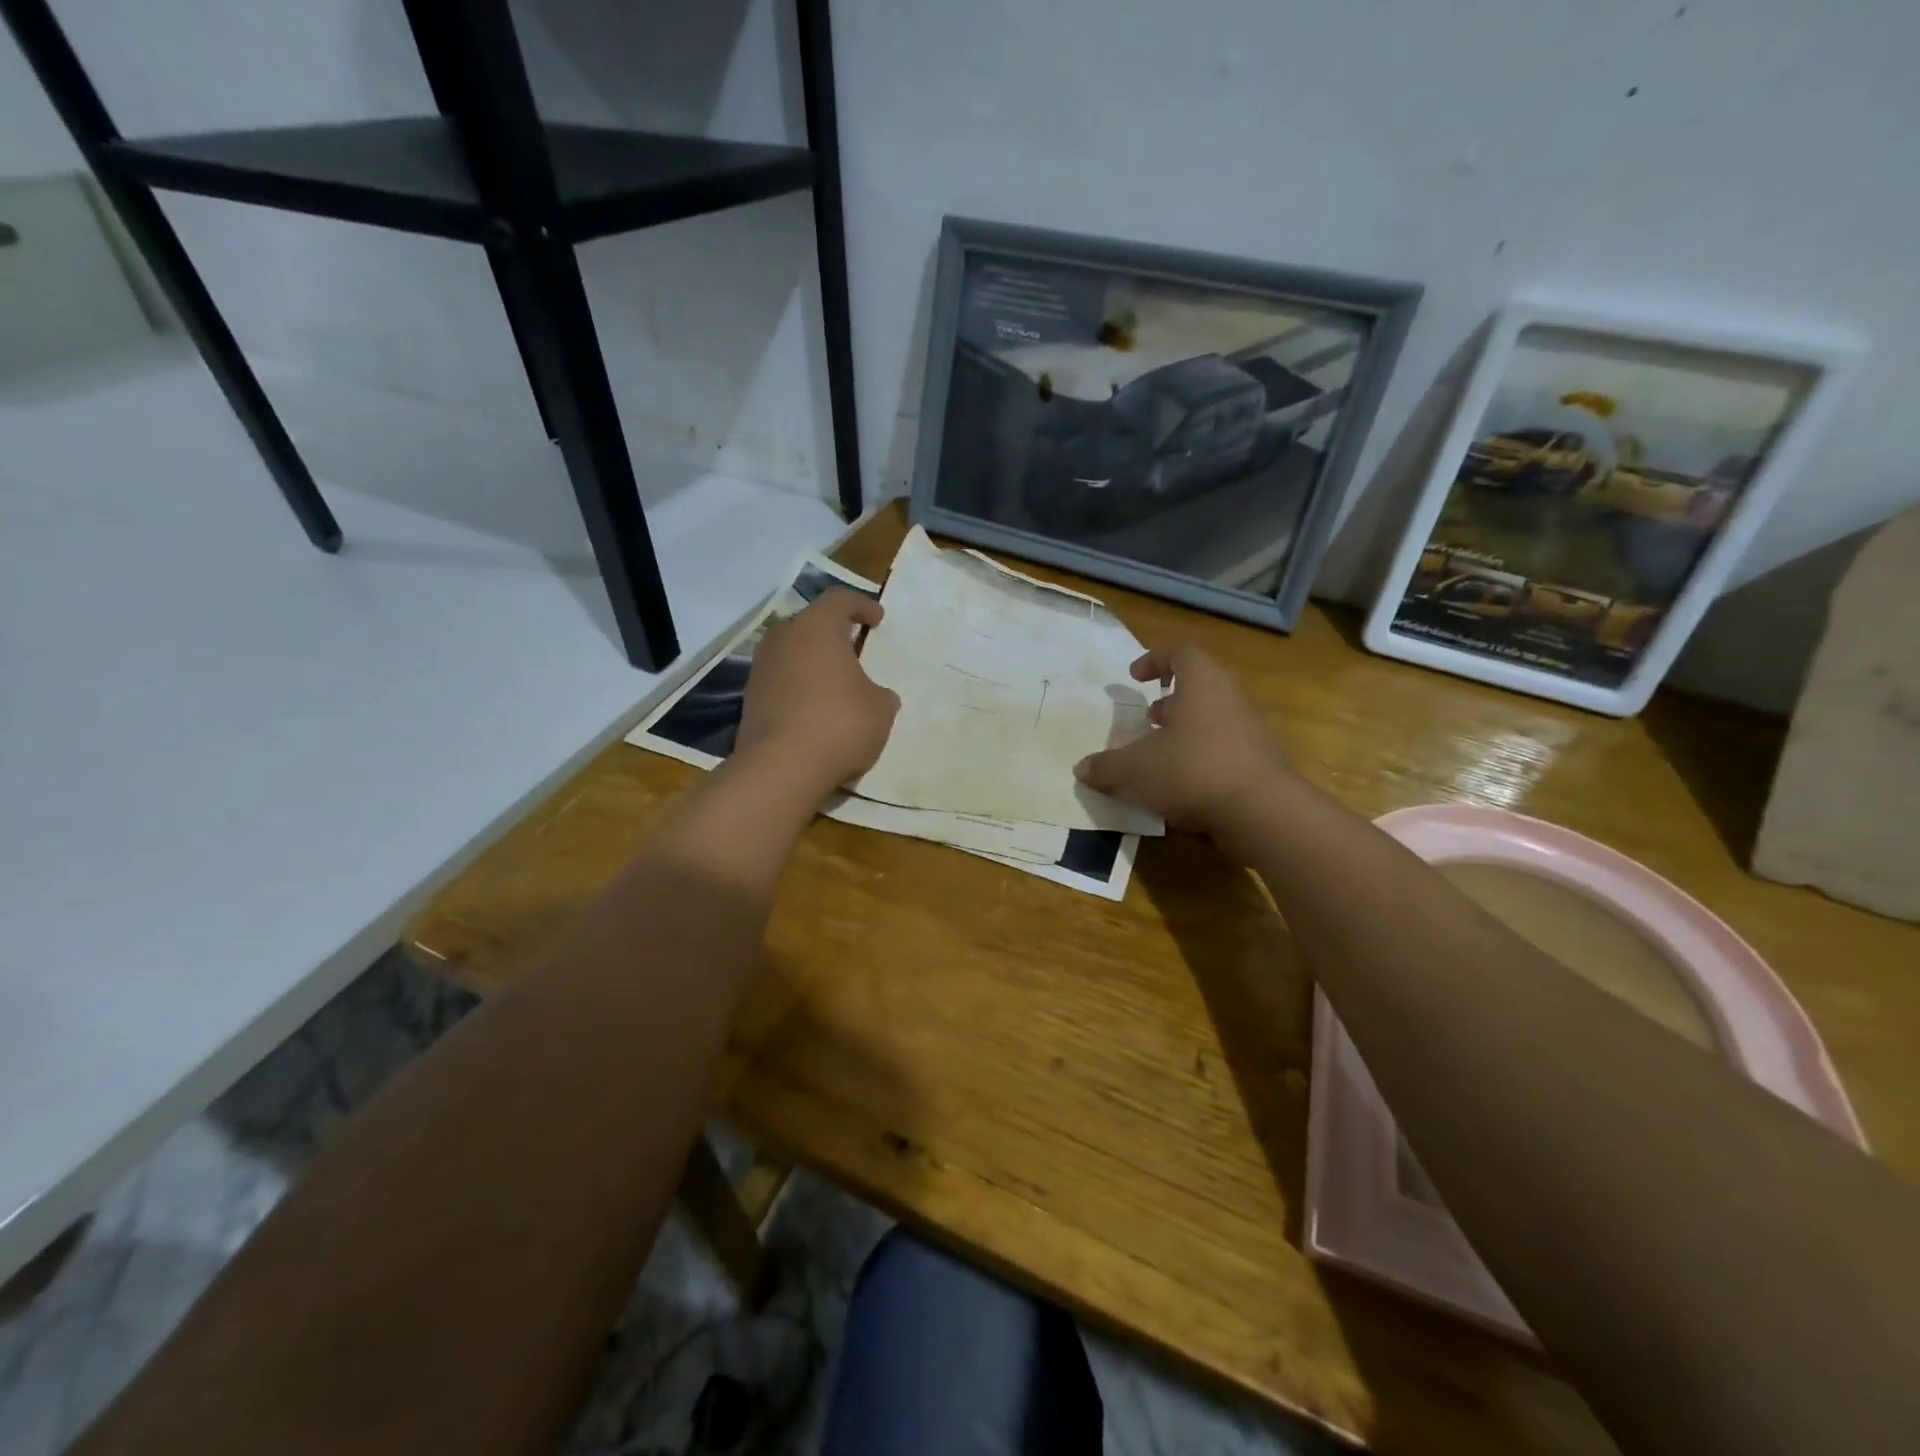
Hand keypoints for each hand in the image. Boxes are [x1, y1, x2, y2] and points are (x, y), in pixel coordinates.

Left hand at [737, 588, 900, 797]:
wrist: (781, 768)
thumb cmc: (840, 724)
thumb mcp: (880, 709)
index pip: (839, 599)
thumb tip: (875, 695)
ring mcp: (761, 669)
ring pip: (793, 654)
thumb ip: (880, 694)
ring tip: (836, 686)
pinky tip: (815, 712)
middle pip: (811, 625)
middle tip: (856, 651)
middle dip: (834, 635)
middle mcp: (783, 639)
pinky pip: (781, 682)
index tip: (877, 619)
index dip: (862, 605)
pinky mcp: (750, 699)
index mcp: (817, 628)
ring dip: (814, 664)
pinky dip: (799, 689)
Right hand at [1074, 644, 1293, 843]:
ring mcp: (1251, 730)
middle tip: (1148, 717)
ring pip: (1213, 717)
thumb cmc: (1193, 770)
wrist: (1262, 812)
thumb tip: (1081, 769)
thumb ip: (1107, 766)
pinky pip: (1225, 747)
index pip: (1181, 654)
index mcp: (1203, 683)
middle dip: (1170, 700)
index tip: (1135, 676)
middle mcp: (1231, 698)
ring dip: (1186, 729)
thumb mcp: (1137, 768)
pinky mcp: (1261, 761)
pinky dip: (1202, 755)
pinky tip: (1183, 782)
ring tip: (1161, 751)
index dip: (1156, 660)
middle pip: (1200, 685)